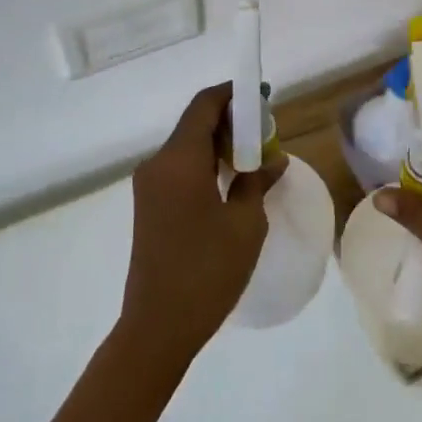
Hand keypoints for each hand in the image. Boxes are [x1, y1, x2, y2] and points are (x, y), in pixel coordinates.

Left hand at [117, 83, 282, 370]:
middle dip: (230, 121)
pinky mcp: (148, 205)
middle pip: (195, 123)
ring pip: (187, 146)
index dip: (233, 94)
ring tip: (254, 157)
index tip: (262, 97)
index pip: (204, 105)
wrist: (157, 327)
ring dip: (218, 144)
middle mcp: (158, 163)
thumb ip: (257, 182)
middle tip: (266, 133)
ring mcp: (149, 185)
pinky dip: (205, 163)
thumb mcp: (245, 224)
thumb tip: (273, 159)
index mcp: (179, 160)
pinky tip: (230, 181)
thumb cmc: (207, 271)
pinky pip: (179, 168)